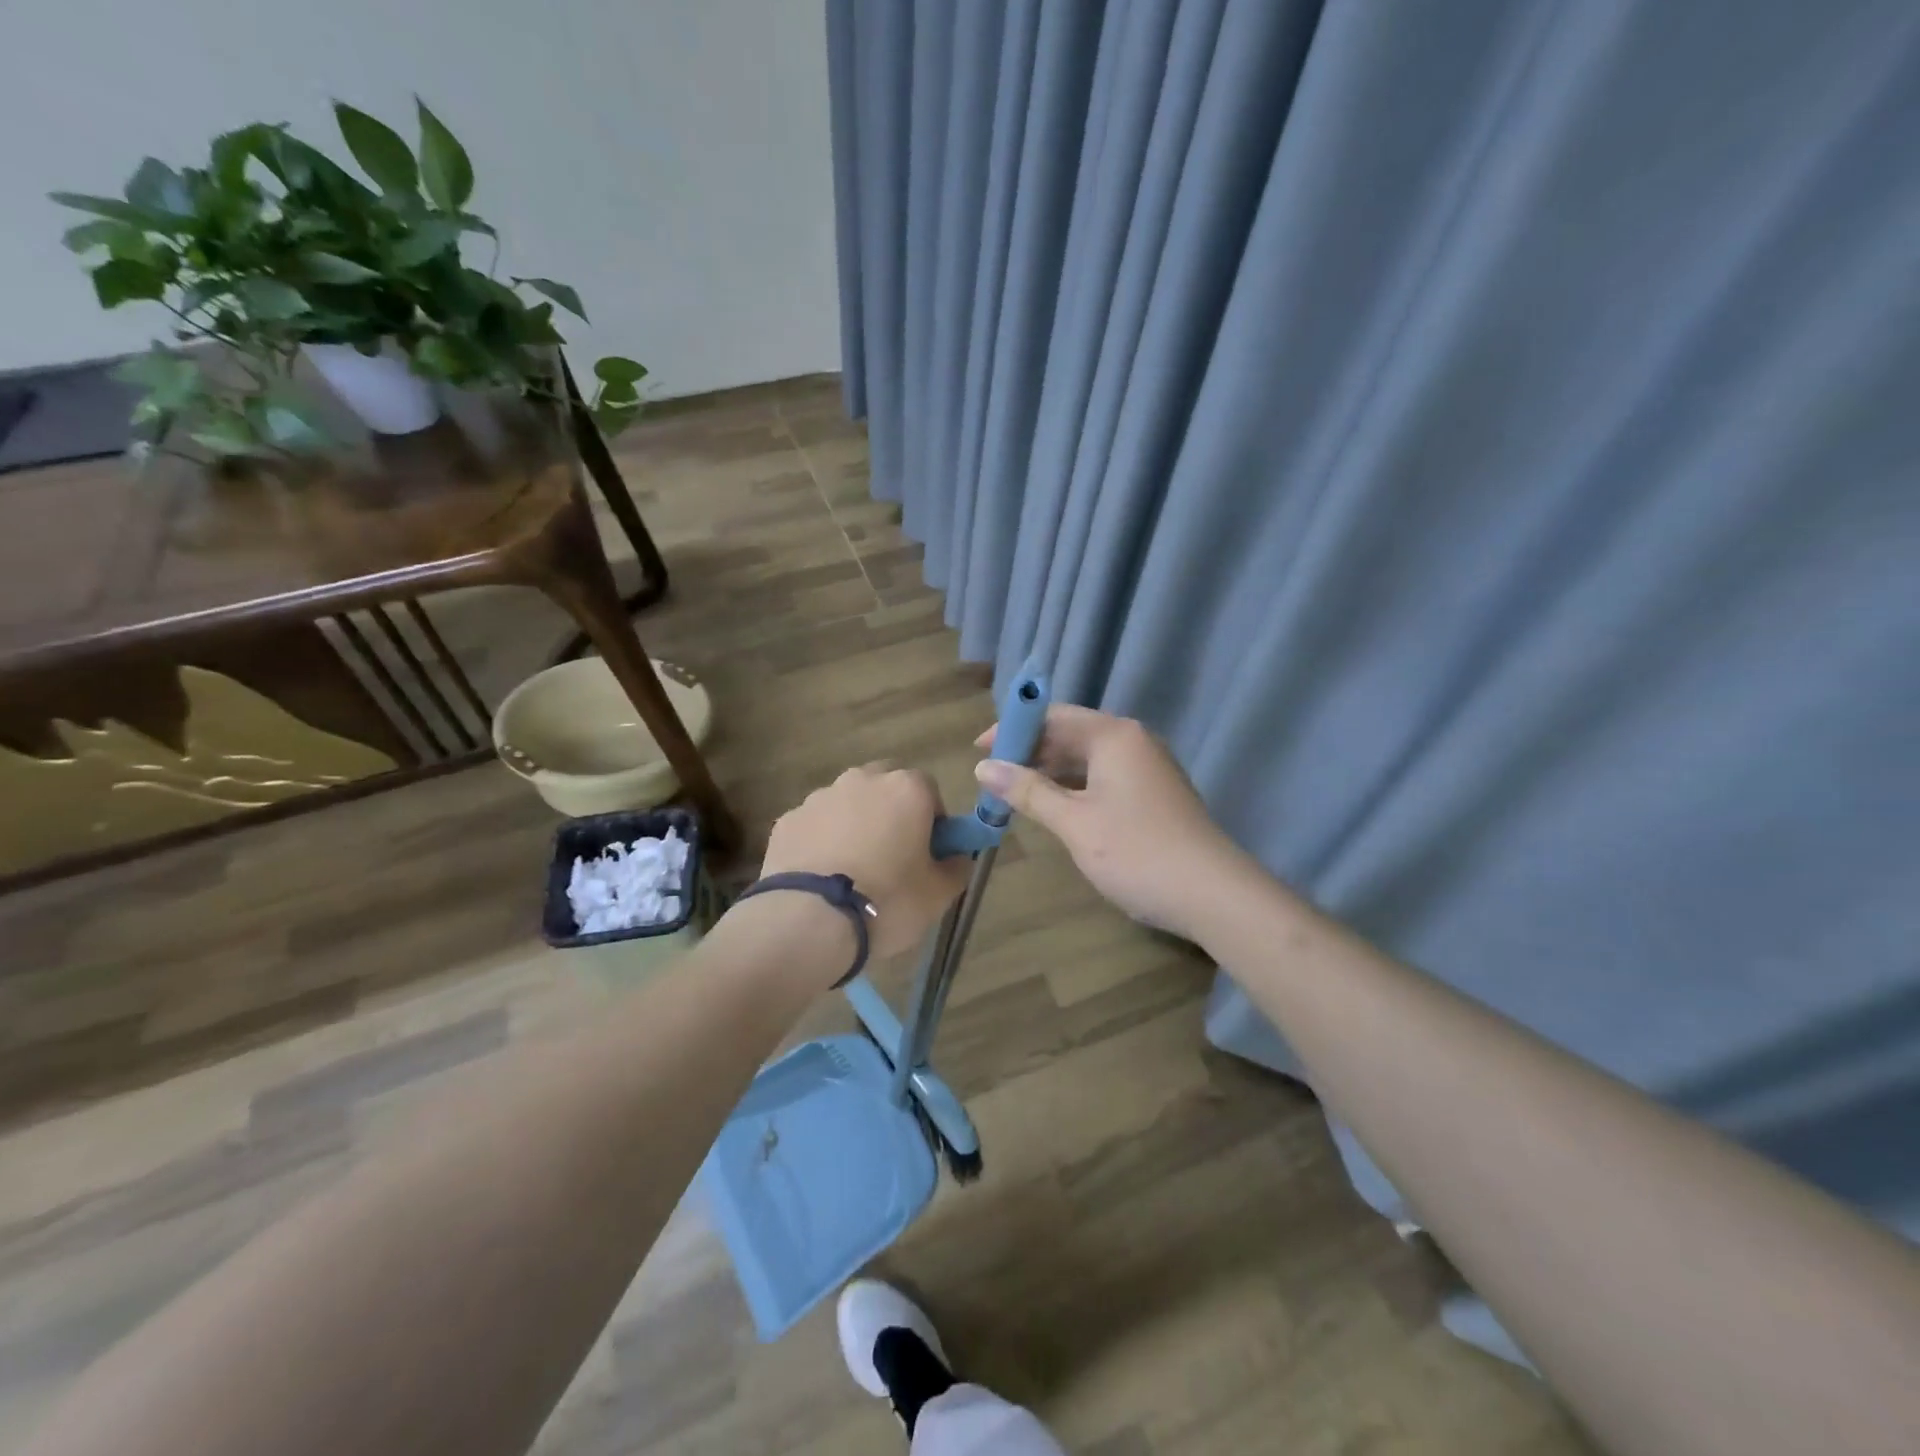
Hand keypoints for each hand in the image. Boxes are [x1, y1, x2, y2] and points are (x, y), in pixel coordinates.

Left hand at [759, 763, 971, 966]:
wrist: (809, 922)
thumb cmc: (888, 901)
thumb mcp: (939, 894)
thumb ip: (956, 867)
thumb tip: (957, 857)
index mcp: (906, 789)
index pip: (929, 790)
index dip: (932, 820)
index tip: (928, 852)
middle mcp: (862, 780)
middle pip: (884, 787)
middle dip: (890, 812)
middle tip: (891, 856)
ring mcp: (819, 798)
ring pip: (846, 804)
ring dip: (853, 825)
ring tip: (851, 872)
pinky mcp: (787, 821)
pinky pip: (815, 825)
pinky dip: (821, 842)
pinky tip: (821, 877)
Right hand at [973, 706, 1248, 938]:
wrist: (1212, 894)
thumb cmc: (1137, 852)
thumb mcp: (1074, 822)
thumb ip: (1028, 791)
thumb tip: (983, 768)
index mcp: (1114, 735)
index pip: (1053, 716)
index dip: (1013, 729)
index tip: (979, 750)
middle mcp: (1133, 741)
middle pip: (1071, 733)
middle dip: (1030, 752)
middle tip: (992, 778)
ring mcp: (1148, 766)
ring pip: (1088, 757)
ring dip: (1051, 771)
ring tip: (1015, 793)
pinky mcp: (1155, 792)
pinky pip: (1105, 776)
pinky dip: (1075, 786)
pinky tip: (1055, 807)